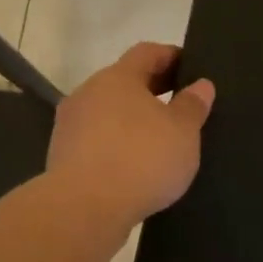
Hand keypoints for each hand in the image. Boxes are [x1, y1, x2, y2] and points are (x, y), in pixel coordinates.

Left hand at [47, 43, 215, 230]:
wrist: (83, 209)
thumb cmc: (140, 159)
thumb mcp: (183, 132)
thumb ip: (192, 105)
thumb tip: (201, 85)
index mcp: (118, 77)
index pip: (146, 52)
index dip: (170, 55)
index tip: (190, 67)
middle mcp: (88, 92)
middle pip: (124, 81)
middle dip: (151, 90)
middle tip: (179, 104)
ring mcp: (70, 125)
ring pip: (108, 112)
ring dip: (131, 120)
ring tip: (158, 139)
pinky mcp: (61, 156)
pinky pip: (96, 141)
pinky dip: (116, 145)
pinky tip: (134, 165)